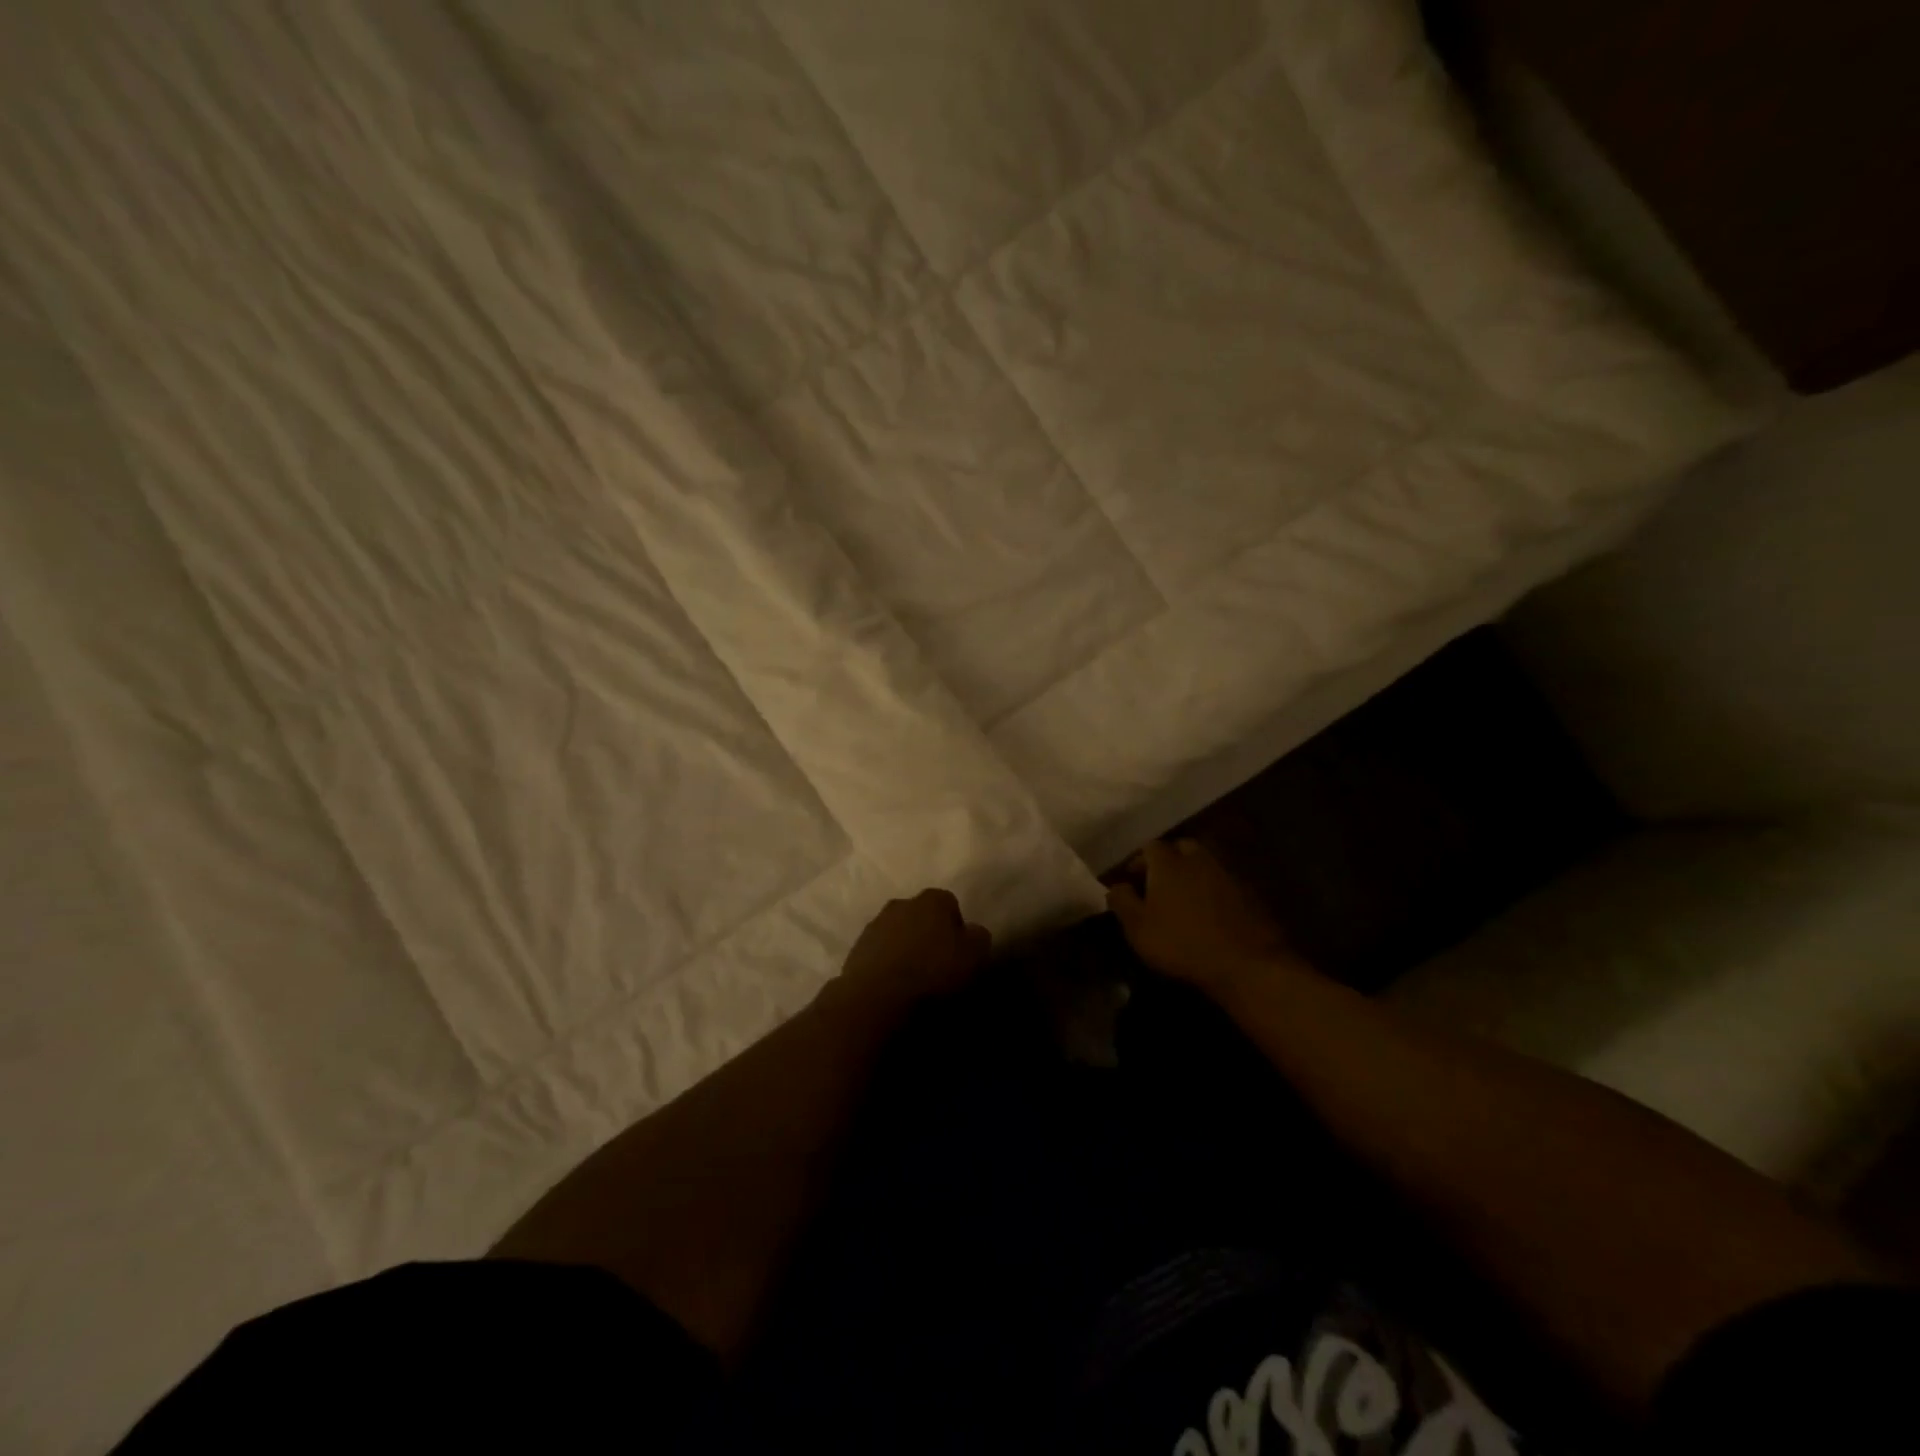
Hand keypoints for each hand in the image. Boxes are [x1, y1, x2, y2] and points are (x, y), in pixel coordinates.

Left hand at [833, 889, 991, 1011]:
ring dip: (904, 950)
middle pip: (920, 916)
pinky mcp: (854, 952)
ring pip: (896, 934)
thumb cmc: (933, 974)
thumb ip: (978, 937)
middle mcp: (900, 904)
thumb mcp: (975, 956)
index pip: (950, 903)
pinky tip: (892, 989)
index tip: (960, 952)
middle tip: (937, 965)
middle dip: (927, 934)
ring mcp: (873, 927)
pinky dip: (885, 967)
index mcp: (931, 900)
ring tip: (913, 981)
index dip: (956, 927)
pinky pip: (878, 955)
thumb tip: (972, 932)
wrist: (876, 1001)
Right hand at [1106, 839, 1306, 996]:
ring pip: (1204, 864)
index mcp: (1168, 862)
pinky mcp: (1249, 893)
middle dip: (1168, 861)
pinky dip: (1213, 891)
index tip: (1130, 881)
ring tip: (1184, 899)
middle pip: (1180, 848)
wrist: (1245, 962)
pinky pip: (1224, 883)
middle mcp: (1198, 858)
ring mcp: (1227, 873)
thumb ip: (1121, 901)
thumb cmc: (1181, 942)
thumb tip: (1115, 886)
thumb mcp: (1137, 927)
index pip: (1149, 848)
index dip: (1138, 862)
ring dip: (1192, 875)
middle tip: (1158, 885)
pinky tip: (1210, 913)